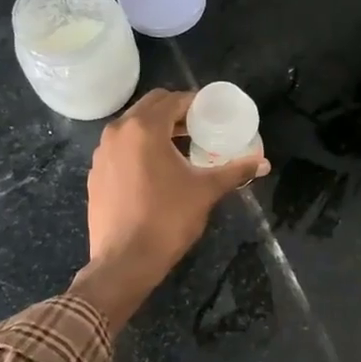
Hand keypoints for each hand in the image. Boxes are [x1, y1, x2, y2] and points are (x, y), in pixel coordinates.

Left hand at [72, 89, 266, 330]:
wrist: (124, 261)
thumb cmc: (167, 219)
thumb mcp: (206, 191)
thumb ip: (235, 171)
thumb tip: (264, 163)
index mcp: (144, 128)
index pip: (173, 100)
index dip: (195, 103)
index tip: (212, 114)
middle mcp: (118, 132)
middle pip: (150, 106)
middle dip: (175, 112)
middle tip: (198, 128)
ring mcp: (102, 152)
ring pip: (132, 125)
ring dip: (156, 128)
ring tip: (179, 147)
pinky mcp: (96, 173)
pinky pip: (120, 147)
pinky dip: (138, 147)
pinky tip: (155, 169)